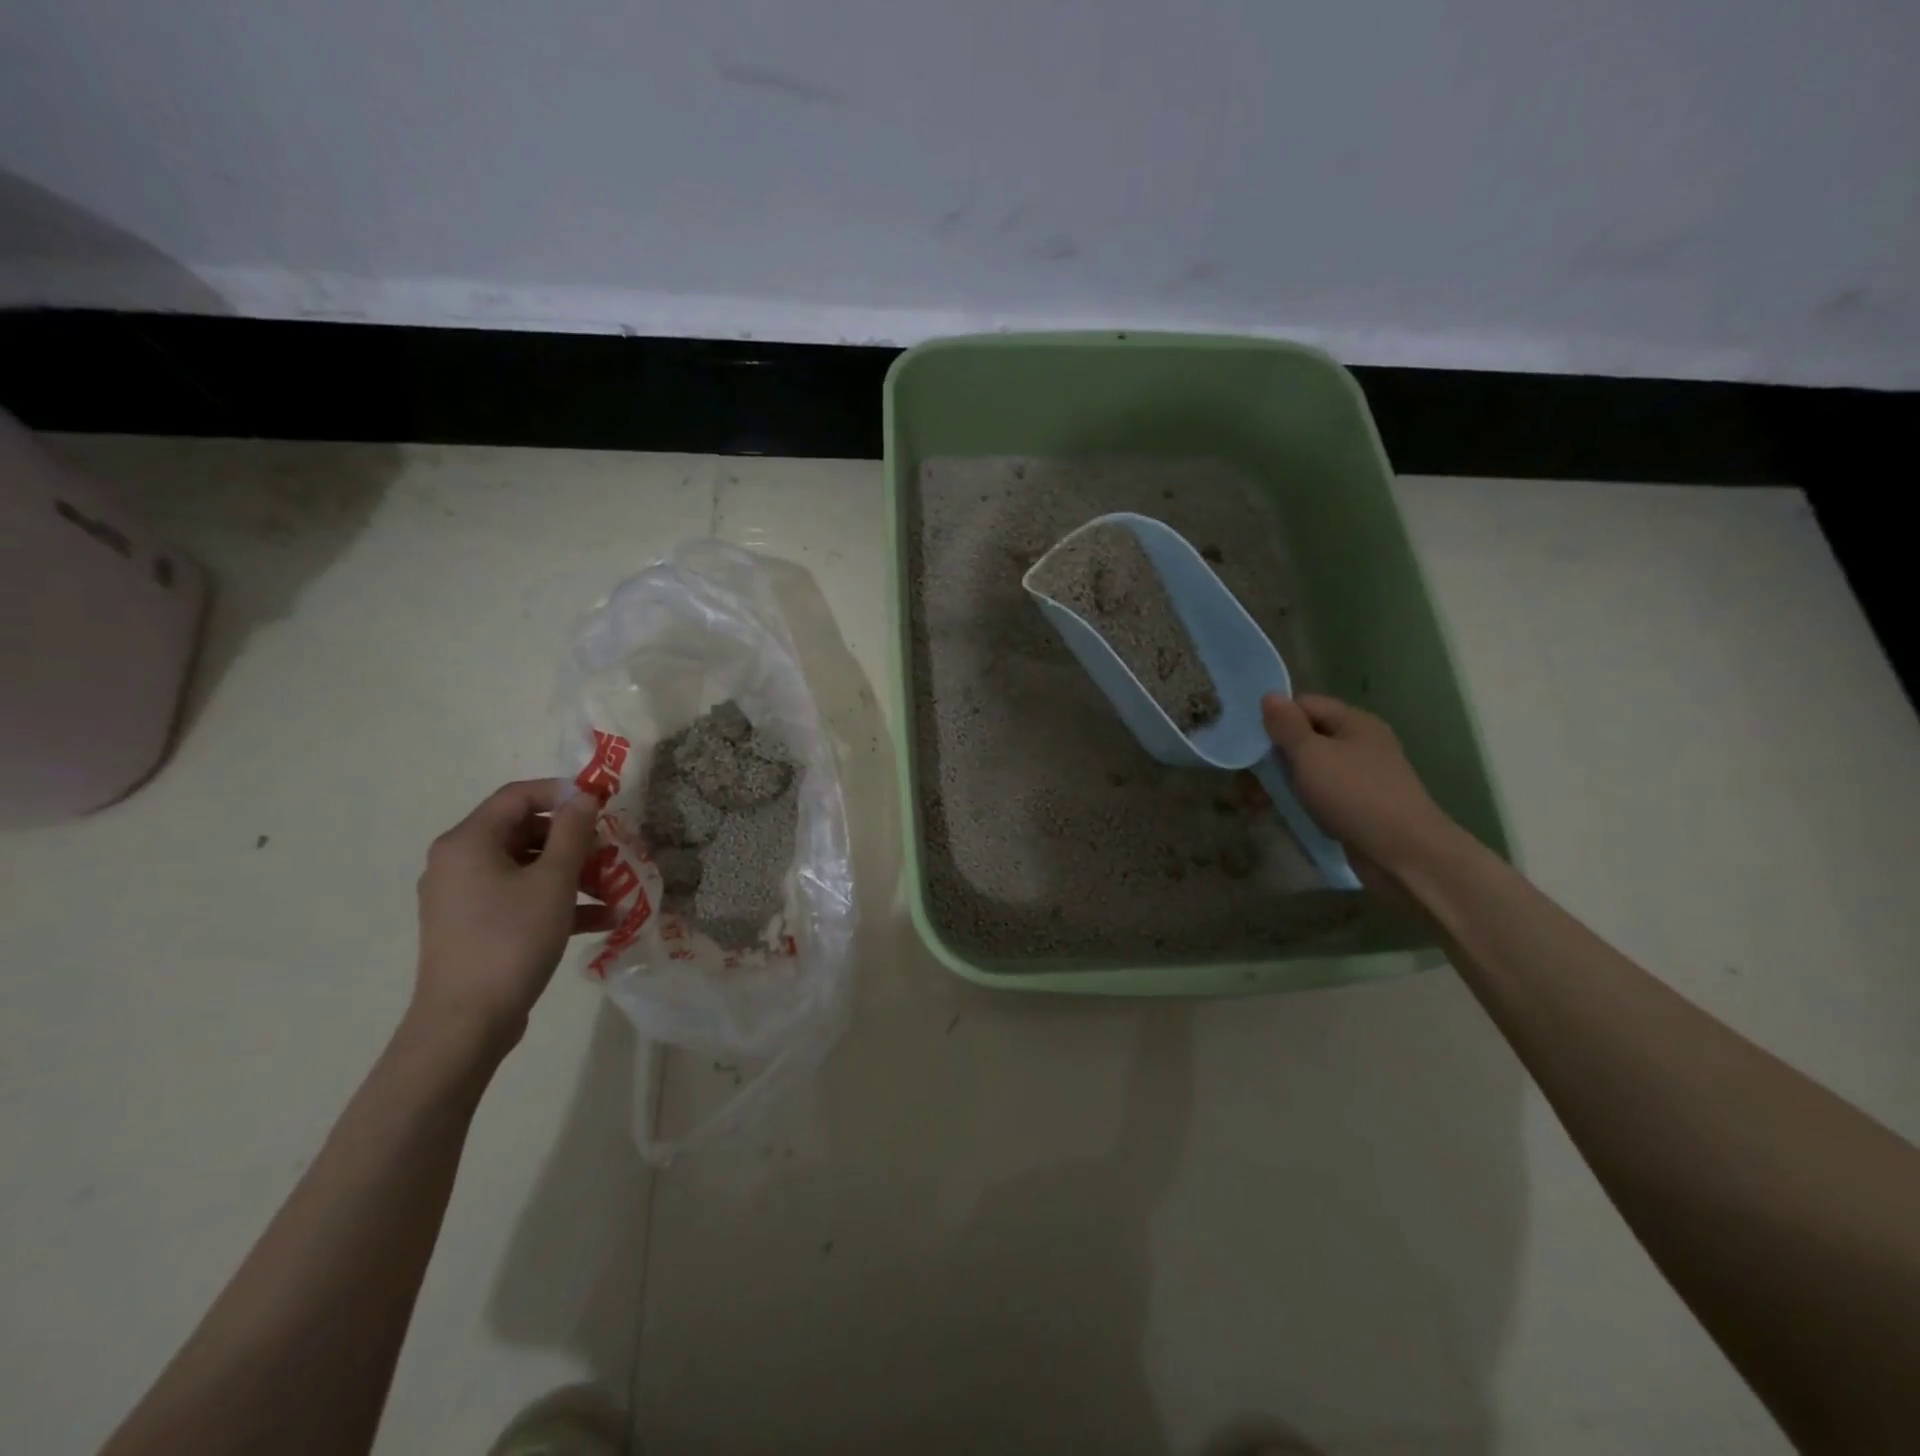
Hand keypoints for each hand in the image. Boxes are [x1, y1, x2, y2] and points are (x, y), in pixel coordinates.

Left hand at [411, 779, 610, 1057]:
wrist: (466, 1022)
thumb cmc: (511, 939)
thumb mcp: (554, 881)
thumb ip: (572, 833)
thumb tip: (583, 798)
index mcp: (468, 842)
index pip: (518, 796)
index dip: (563, 793)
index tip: (603, 805)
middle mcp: (458, 862)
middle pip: (525, 832)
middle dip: (575, 841)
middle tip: (613, 851)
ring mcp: (464, 897)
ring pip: (527, 868)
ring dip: (574, 874)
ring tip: (616, 890)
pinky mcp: (474, 927)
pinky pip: (520, 898)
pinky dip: (557, 902)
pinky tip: (602, 920)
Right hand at [1261, 693, 1460, 882]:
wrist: (1404, 853)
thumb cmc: (1354, 795)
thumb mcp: (1312, 755)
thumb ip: (1287, 726)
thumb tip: (1270, 695)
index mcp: (1355, 722)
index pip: (1305, 705)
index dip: (1277, 719)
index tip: (1251, 743)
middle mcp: (1362, 743)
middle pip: (1308, 736)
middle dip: (1276, 754)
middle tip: (1248, 777)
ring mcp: (1363, 775)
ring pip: (1313, 767)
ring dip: (1286, 780)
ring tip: (1258, 801)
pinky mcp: (1361, 805)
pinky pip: (1323, 792)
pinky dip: (1303, 799)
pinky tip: (1287, 812)